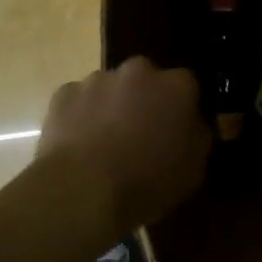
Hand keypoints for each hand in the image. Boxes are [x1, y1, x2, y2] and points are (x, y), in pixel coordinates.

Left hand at [37, 57, 210, 227]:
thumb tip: (192, 125)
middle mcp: (139, 71)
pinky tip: (79, 145)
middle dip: (145, 100)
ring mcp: (97, 79)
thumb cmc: (148, 181)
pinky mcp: (64, 94)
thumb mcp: (194, 169)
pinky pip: (78, 101)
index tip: (176, 129)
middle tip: (141, 135)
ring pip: (110, 89)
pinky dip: (81, 116)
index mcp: (176, 86)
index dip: (181, 107)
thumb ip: (198, 137)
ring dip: (112, 107)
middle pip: (146, 80)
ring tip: (105, 144)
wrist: (83, 191)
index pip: (187, 86)